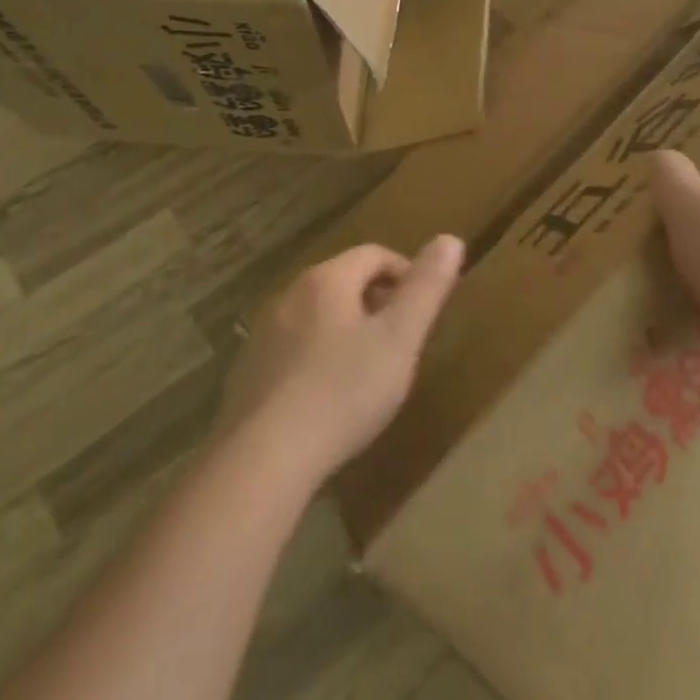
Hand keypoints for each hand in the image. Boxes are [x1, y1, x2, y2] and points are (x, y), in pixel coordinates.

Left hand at [223, 236, 463, 484]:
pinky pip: (294, 348)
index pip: (374, 254)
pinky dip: (319, 358)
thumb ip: (426, 288)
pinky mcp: (248, 372)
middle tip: (403, 341)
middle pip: (343, 281)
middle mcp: (289, 295)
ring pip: (318, 315)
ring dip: (348, 330)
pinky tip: (329, 398)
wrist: (263, 460)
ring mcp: (262, 334)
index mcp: (326, 280)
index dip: (407, 274)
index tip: (425, 309)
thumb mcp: (400, 339)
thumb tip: (450, 239)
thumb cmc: (343, 392)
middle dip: (378, 302)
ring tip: (370, 370)